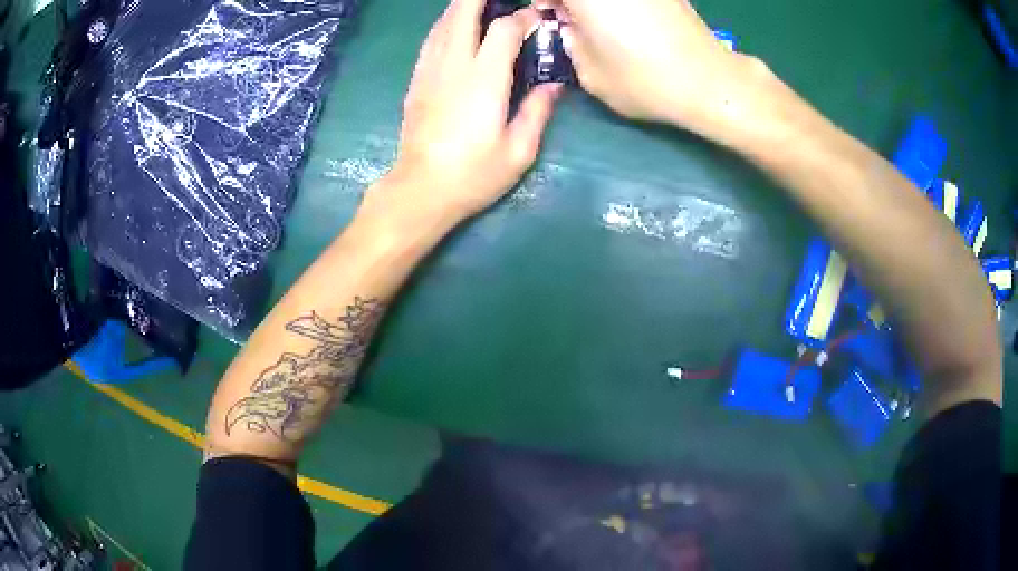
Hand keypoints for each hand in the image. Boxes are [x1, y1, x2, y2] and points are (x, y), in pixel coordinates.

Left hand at [368, 0, 561, 227]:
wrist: (420, 190)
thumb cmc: (473, 174)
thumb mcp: (518, 150)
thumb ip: (538, 111)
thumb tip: (554, 85)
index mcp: (485, 79)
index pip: (505, 29)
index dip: (524, 18)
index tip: (538, 19)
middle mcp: (454, 65)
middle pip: (463, 11)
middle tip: (502, 1)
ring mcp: (430, 70)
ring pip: (443, 22)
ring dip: (462, 8)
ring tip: (480, 6)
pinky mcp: (416, 80)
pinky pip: (431, 40)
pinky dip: (445, 25)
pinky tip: (455, 27)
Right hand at [557, 0, 768, 134]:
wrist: (709, 81)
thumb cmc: (644, 80)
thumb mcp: (590, 73)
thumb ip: (569, 42)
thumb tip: (570, 26)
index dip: (544, 1)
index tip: (548, 14)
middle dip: (571, 3)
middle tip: (573, 19)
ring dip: (598, 4)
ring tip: (603, 24)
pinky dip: (622, 4)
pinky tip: (629, 21)